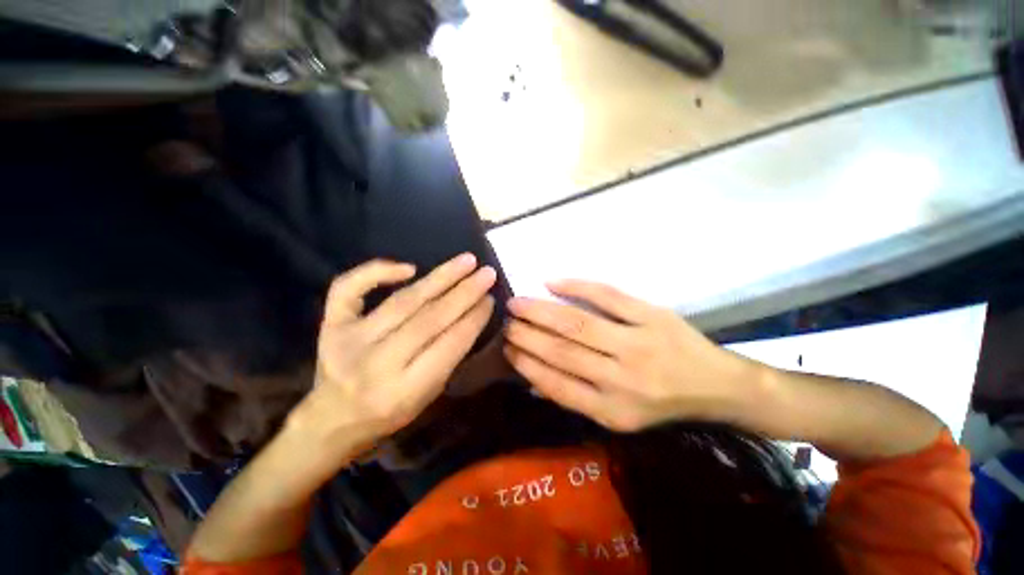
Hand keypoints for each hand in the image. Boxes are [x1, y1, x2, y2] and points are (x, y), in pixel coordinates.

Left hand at [289, 253, 496, 460]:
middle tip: (487, 273)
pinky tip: (410, 267)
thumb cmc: (390, 411)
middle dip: (464, 293)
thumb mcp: (428, 395)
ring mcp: (348, 340)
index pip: (450, 343)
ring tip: (466, 261)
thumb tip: (472, 313)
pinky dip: (378, 271)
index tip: (491, 298)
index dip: (474, 318)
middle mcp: (376, 363)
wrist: (333, 418)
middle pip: (429, 318)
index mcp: (405, 390)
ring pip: (403, 301)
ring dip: (440, 277)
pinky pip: (348, 288)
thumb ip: (450, 356)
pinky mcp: (331, 325)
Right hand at [503, 280, 751, 431]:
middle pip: (562, 350)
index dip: (526, 364)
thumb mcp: (620, 416)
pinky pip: (606, 295)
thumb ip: (578, 396)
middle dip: (526, 334)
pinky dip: (575, 285)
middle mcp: (623, 379)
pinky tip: (550, 282)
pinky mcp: (651, 314)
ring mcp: (638, 343)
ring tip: (517, 303)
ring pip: (577, 322)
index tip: (505, 348)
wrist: (717, 384)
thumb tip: (533, 374)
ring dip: (540, 311)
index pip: (556, 384)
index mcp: (613, 410)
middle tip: (505, 321)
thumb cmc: (662, 403)